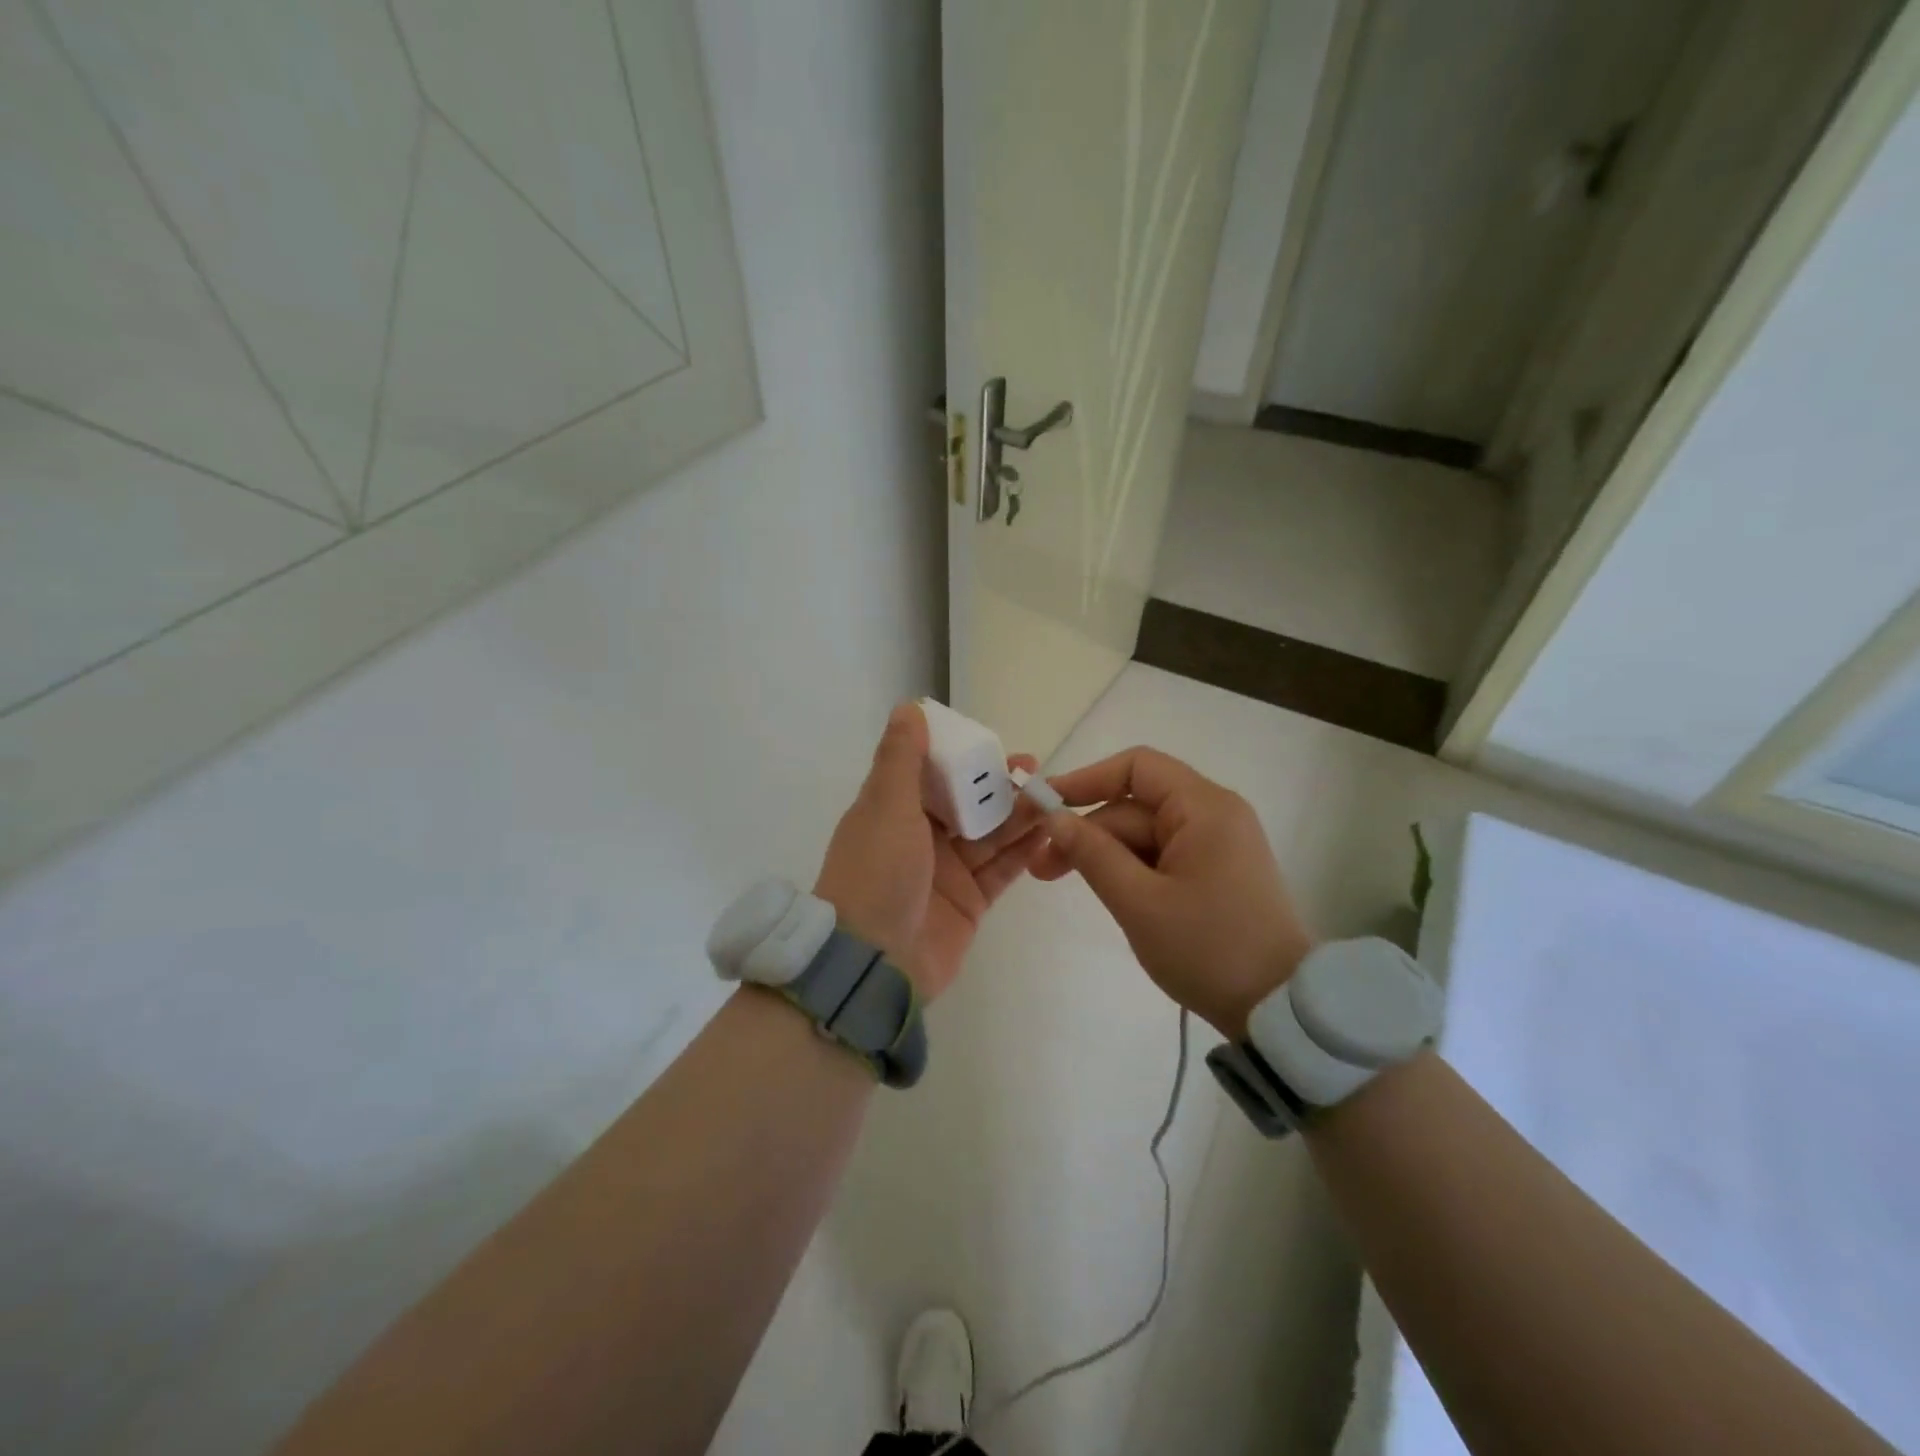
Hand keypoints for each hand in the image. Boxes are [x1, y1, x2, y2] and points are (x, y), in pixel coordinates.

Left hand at [813, 703, 1045, 1000]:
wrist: (874, 961)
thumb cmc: (876, 873)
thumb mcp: (885, 805)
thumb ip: (902, 757)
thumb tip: (909, 707)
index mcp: (893, 811)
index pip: (932, 773)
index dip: (962, 757)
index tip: (993, 743)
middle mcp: (920, 838)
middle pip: (967, 803)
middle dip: (999, 786)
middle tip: (1036, 771)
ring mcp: (946, 872)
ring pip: (990, 834)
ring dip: (1018, 815)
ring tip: (1052, 797)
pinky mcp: (970, 902)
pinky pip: (1002, 869)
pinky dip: (1024, 851)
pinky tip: (1049, 832)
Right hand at [1031, 746, 1313, 1039]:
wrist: (1278, 1011)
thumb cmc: (1208, 950)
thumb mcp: (1138, 902)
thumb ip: (1091, 853)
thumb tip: (1053, 817)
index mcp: (1204, 808)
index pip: (1137, 767)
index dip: (1086, 780)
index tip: (1044, 805)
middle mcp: (1214, 814)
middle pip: (1136, 805)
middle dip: (1087, 830)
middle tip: (1042, 867)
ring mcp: (1218, 844)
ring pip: (1145, 833)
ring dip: (1104, 853)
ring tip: (1060, 881)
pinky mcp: (1216, 871)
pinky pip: (1162, 854)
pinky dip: (1131, 868)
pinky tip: (1107, 892)